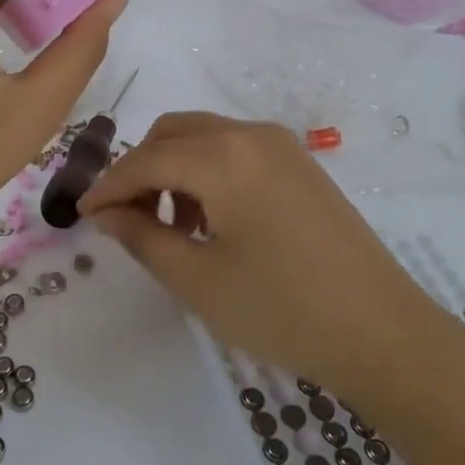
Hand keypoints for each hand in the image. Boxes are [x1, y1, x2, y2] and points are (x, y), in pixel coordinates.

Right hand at [79, 112, 439, 392]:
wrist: (382, 330)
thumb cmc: (282, 309)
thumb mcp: (198, 280)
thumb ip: (142, 237)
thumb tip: (106, 212)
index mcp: (223, 156)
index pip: (145, 160)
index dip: (108, 187)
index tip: (83, 214)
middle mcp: (251, 134)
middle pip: (173, 134)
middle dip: (141, 170)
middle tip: (126, 220)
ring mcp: (282, 145)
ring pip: (205, 138)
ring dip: (174, 169)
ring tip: (172, 228)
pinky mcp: (300, 164)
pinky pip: (236, 150)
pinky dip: (208, 171)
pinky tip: (212, 220)